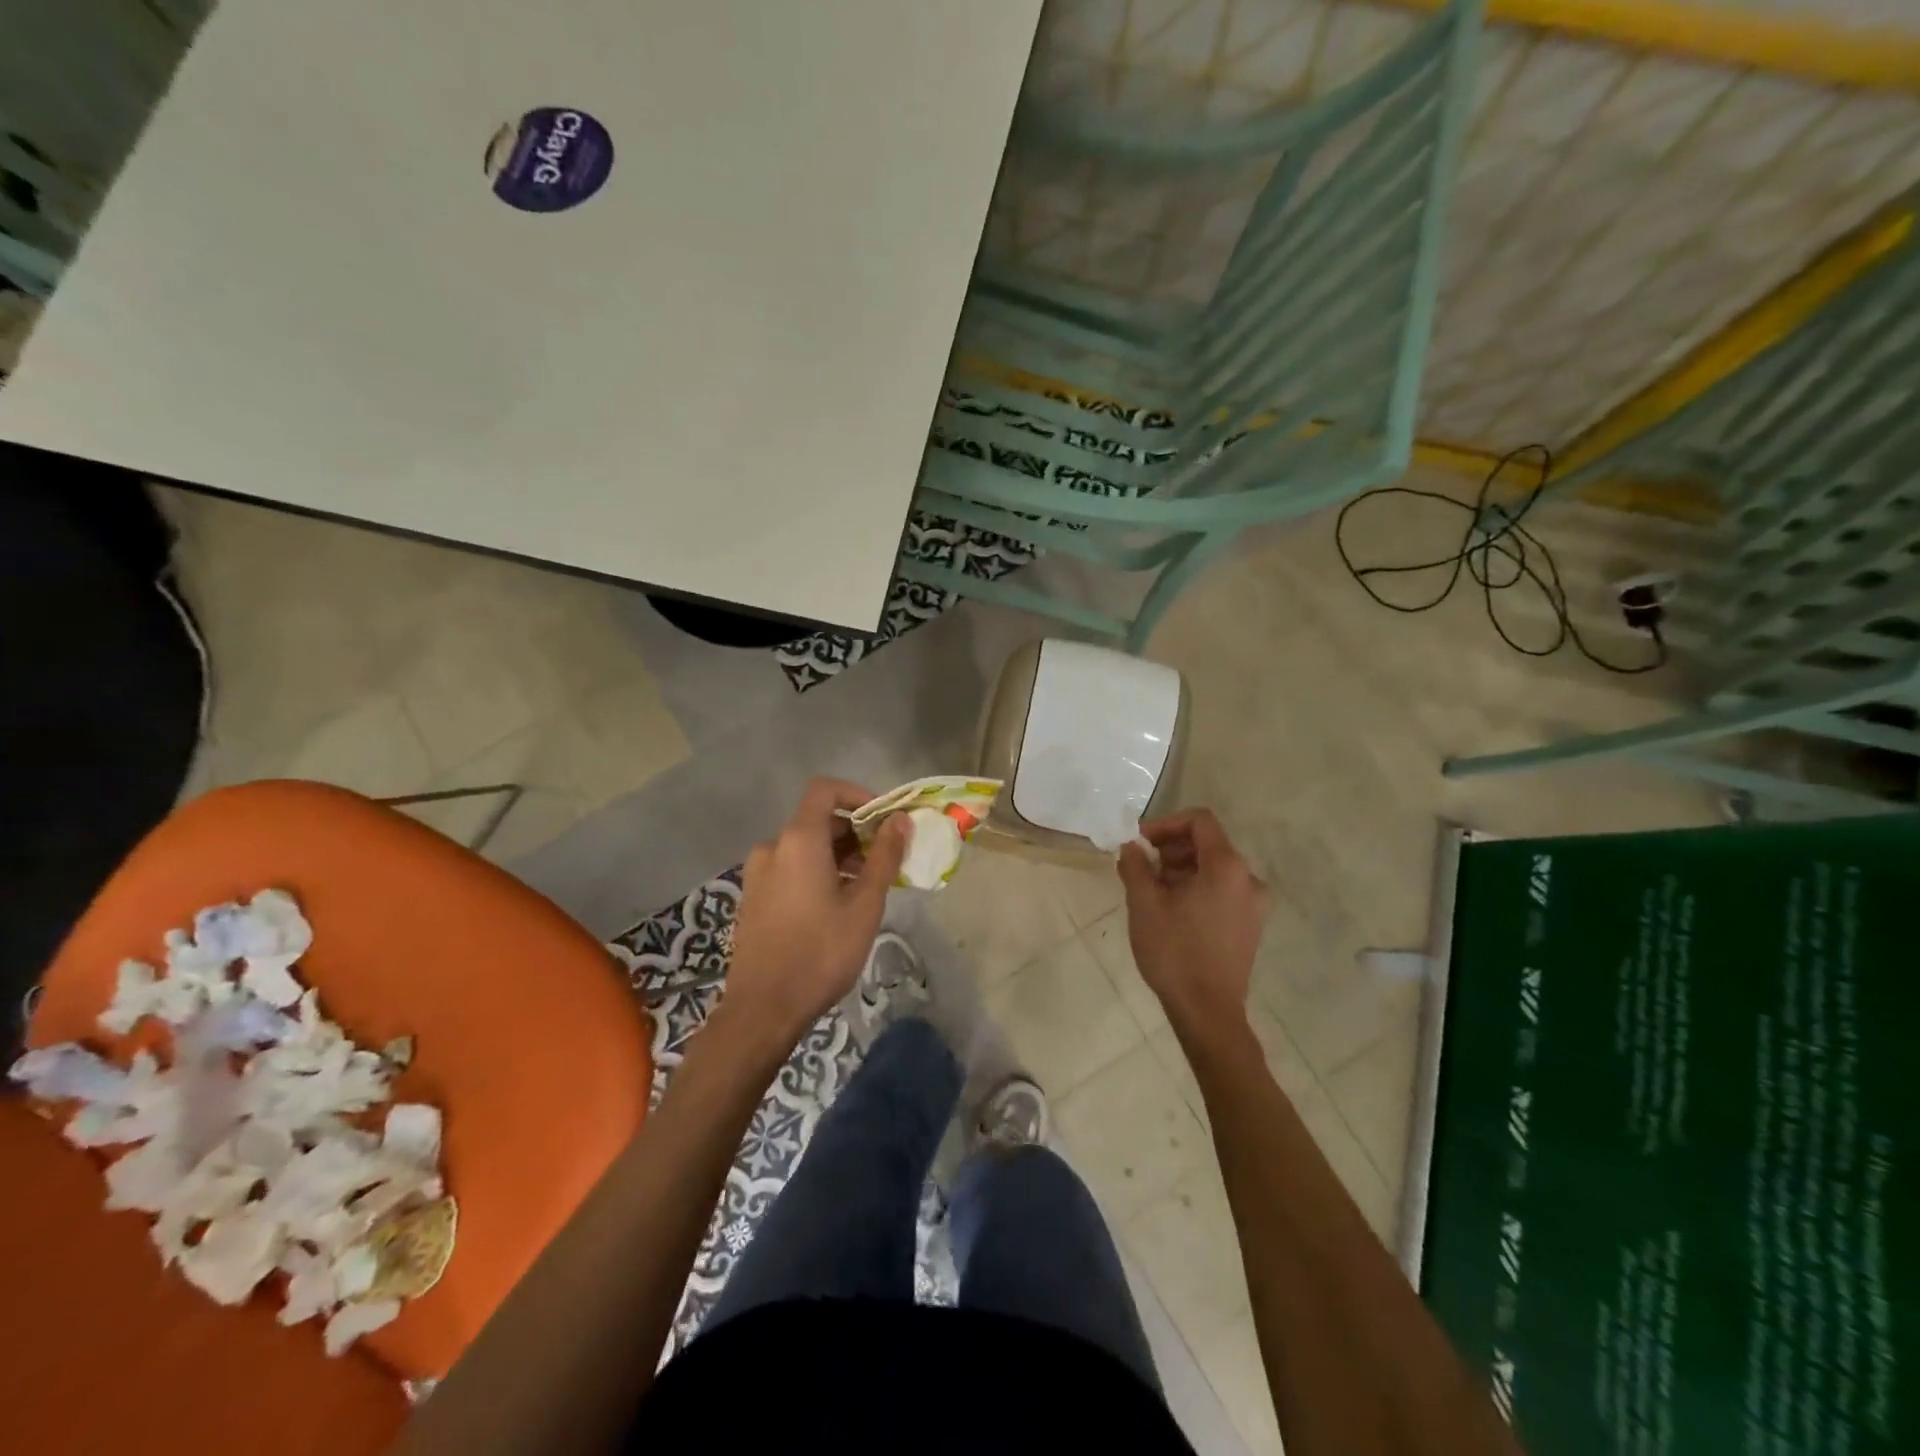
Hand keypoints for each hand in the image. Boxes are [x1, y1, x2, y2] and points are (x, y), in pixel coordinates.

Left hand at [720, 778, 908, 1052]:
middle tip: (884, 861)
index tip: (884, 819)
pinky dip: (816, 872)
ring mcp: (758, 873)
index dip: (857, 795)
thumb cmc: (821, 951)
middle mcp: (773, 847)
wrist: (764, 1008)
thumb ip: (884, 855)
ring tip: (864, 888)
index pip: (825, 790)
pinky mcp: (753, 897)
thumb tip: (901, 819)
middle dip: (854, 833)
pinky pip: (789, 868)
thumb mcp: (865, 904)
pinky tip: (835, 906)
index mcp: (799, 840)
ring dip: (837, 855)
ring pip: (804, 847)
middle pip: (817, 820)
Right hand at [1117, 809, 1269, 1035]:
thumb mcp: (1144, 903)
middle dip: (1170, 848)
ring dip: (1181, 869)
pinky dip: (1197, 888)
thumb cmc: (1174, 952)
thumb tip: (1131, 847)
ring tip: (1151, 890)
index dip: (1165, 824)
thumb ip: (1136, 865)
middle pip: (1208, 843)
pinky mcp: (1250, 925)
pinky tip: (1171, 909)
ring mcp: (1254, 904)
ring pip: (1214, 868)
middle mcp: (1248, 878)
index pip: (1199, 821)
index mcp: (1227, 866)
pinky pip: (1222, 890)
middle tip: (1140, 867)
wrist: (1207, 1011)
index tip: (1140, 843)